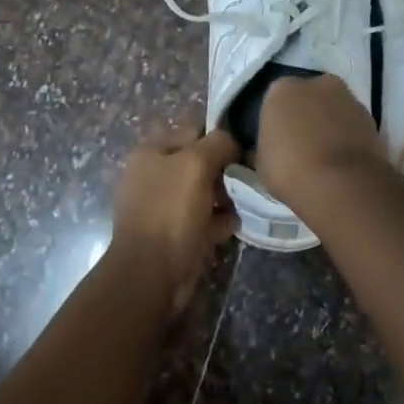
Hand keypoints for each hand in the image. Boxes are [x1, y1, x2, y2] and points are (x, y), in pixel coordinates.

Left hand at [109, 118, 239, 314]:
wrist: (151, 273)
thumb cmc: (170, 211)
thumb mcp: (195, 164)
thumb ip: (218, 143)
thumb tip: (233, 141)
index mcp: (151, 152)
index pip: (192, 130)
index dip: (220, 135)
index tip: (248, 145)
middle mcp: (154, 176)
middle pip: (199, 162)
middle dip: (225, 168)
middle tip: (252, 174)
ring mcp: (163, 207)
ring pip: (203, 192)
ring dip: (226, 195)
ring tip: (249, 198)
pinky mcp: (175, 234)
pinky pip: (203, 219)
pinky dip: (220, 220)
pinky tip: (237, 222)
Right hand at [255, 73, 387, 211]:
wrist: (341, 184)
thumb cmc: (289, 168)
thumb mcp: (260, 162)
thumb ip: (262, 148)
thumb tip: (259, 151)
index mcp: (281, 89)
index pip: (274, 100)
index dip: (275, 121)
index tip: (276, 141)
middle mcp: (316, 83)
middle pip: (307, 98)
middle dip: (304, 116)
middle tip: (300, 145)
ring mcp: (348, 97)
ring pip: (332, 109)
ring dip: (328, 125)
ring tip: (323, 156)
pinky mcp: (371, 117)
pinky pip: (351, 125)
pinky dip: (347, 137)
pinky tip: (341, 161)